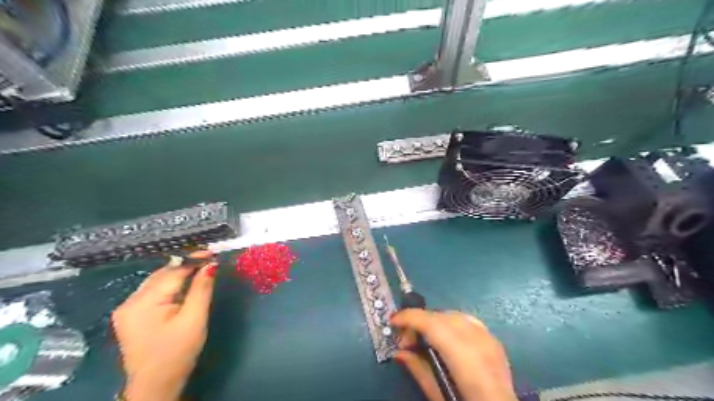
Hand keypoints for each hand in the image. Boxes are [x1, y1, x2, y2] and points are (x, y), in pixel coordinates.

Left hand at [111, 252, 217, 400]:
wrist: (155, 385)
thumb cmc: (177, 353)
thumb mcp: (194, 319)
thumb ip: (201, 289)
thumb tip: (210, 265)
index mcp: (143, 303)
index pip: (172, 272)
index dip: (193, 260)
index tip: (212, 253)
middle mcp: (130, 301)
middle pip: (162, 274)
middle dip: (186, 265)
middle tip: (209, 259)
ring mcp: (127, 308)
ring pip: (157, 281)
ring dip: (178, 274)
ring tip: (200, 269)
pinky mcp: (130, 315)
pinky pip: (153, 291)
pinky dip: (170, 285)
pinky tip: (183, 285)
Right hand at [393, 309, 515, 400]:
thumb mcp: (438, 394)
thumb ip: (418, 369)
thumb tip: (398, 351)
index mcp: (464, 358)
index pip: (432, 324)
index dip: (410, 318)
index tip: (393, 321)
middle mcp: (478, 341)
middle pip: (441, 317)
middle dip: (420, 321)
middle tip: (407, 341)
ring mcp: (490, 338)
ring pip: (454, 315)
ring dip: (435, 321)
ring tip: (425, 339)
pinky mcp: (495, 341)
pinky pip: (467, 321)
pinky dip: (451, 323)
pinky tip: (446, 338)